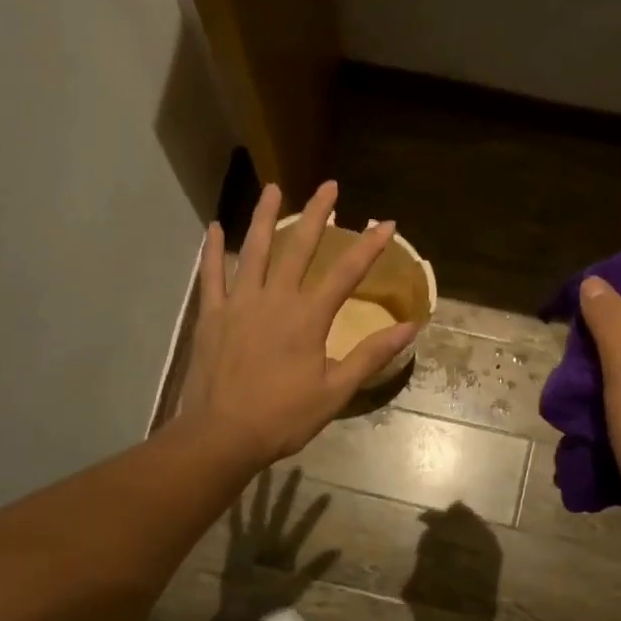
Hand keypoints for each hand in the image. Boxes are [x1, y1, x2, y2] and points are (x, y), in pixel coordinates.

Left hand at [175, 180, 415, 469]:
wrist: (223, 435)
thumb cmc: (283, 418)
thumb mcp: (335, 392)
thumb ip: (370, 356)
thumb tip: (409, 328)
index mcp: (308, 318)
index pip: (346, 274)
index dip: (369, 247)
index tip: (386, 224)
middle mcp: (274, 299)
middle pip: (299, 248)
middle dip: (317, 215)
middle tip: (329, 185)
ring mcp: (239, 303)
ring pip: (254, 251)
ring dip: (265, 217)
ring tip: (274, 188)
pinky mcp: (212, 316)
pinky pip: (212, 275)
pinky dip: (212, 251)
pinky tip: (215, 227)